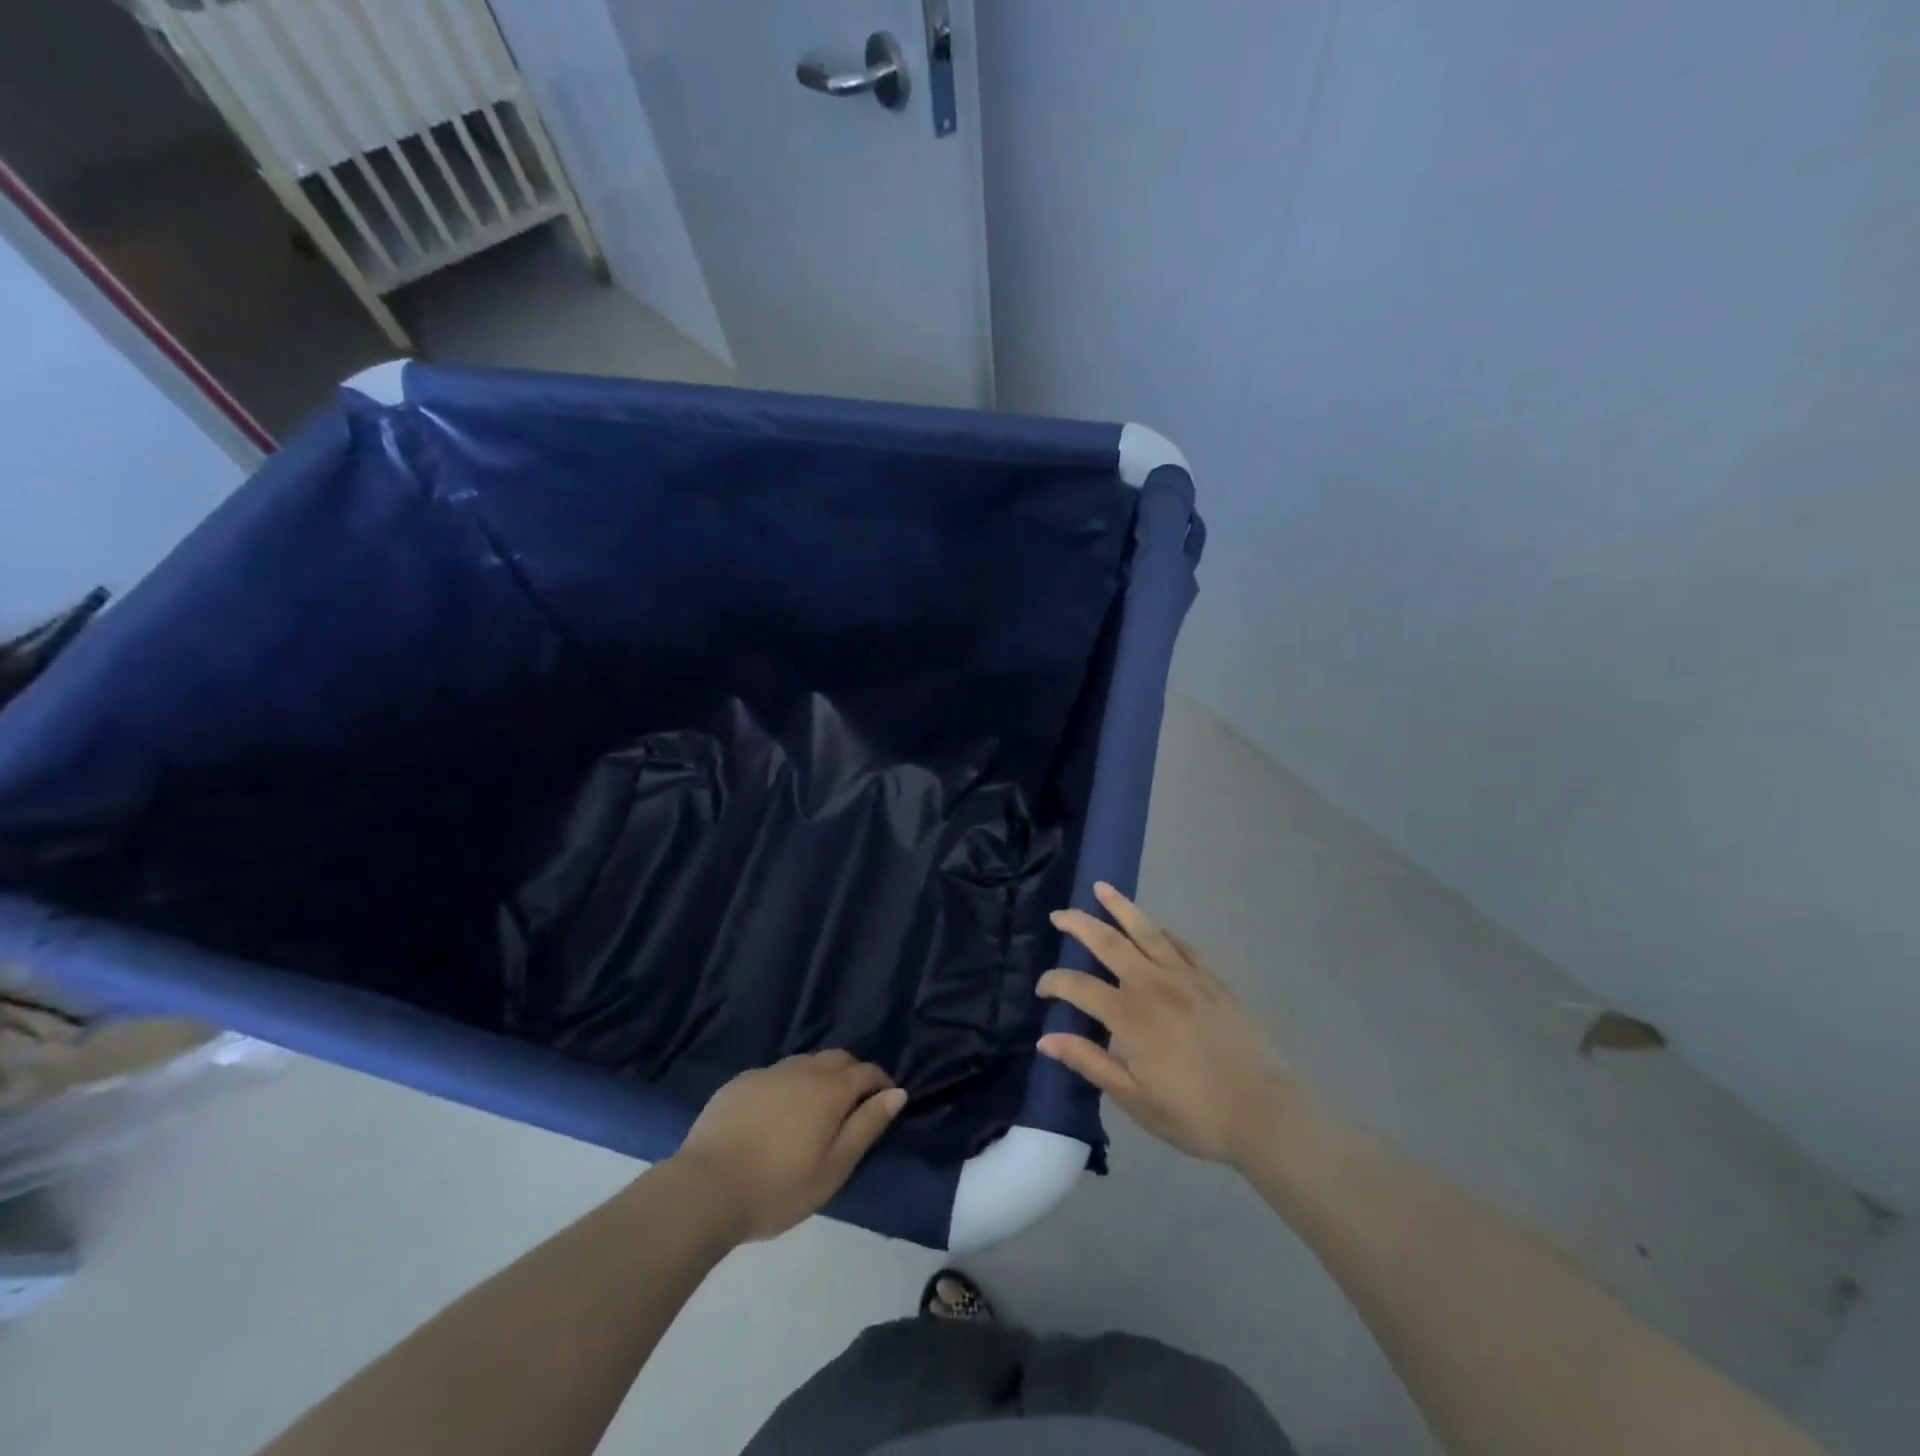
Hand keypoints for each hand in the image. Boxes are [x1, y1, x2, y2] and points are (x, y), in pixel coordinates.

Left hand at [670, 1051, 906, 1241]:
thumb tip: (897, 1092)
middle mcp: (803, 1070)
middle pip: (838, 1058)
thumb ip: (867, 1126)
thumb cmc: (778, 1187)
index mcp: (830, 1090)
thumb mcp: (833, 1168)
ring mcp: (769, 1072)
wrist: (705, 1188)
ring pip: (806, 1062)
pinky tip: (777, 1113)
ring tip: (816, 1109)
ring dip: (820, 1076)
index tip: (884, 1101)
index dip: (881, 1082)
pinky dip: (789, 1084)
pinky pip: (776, 1073)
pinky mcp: (741, 1082)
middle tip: (853, 1104)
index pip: (866, 1071)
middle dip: (853, 1073)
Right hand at [1038, 883, 1291, 1165]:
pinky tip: (1153, 926)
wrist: (1264, 1114)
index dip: (1054, 983)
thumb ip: (1089, 1062)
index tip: (1042, 989)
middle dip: (1079, 924)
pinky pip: (1181, 944)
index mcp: (1129, 1015)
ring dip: (1120, 907)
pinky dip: (1160, 931)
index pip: (1078, 986)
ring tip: (1101, 888)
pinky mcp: (1212, 980)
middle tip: (1059, 915)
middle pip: (1108, 942)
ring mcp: (1186, 977)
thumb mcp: (1134, 1098)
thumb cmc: (1194, 1114)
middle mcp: (1153, 984)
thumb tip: (1046, 1039)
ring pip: (1145, 930)